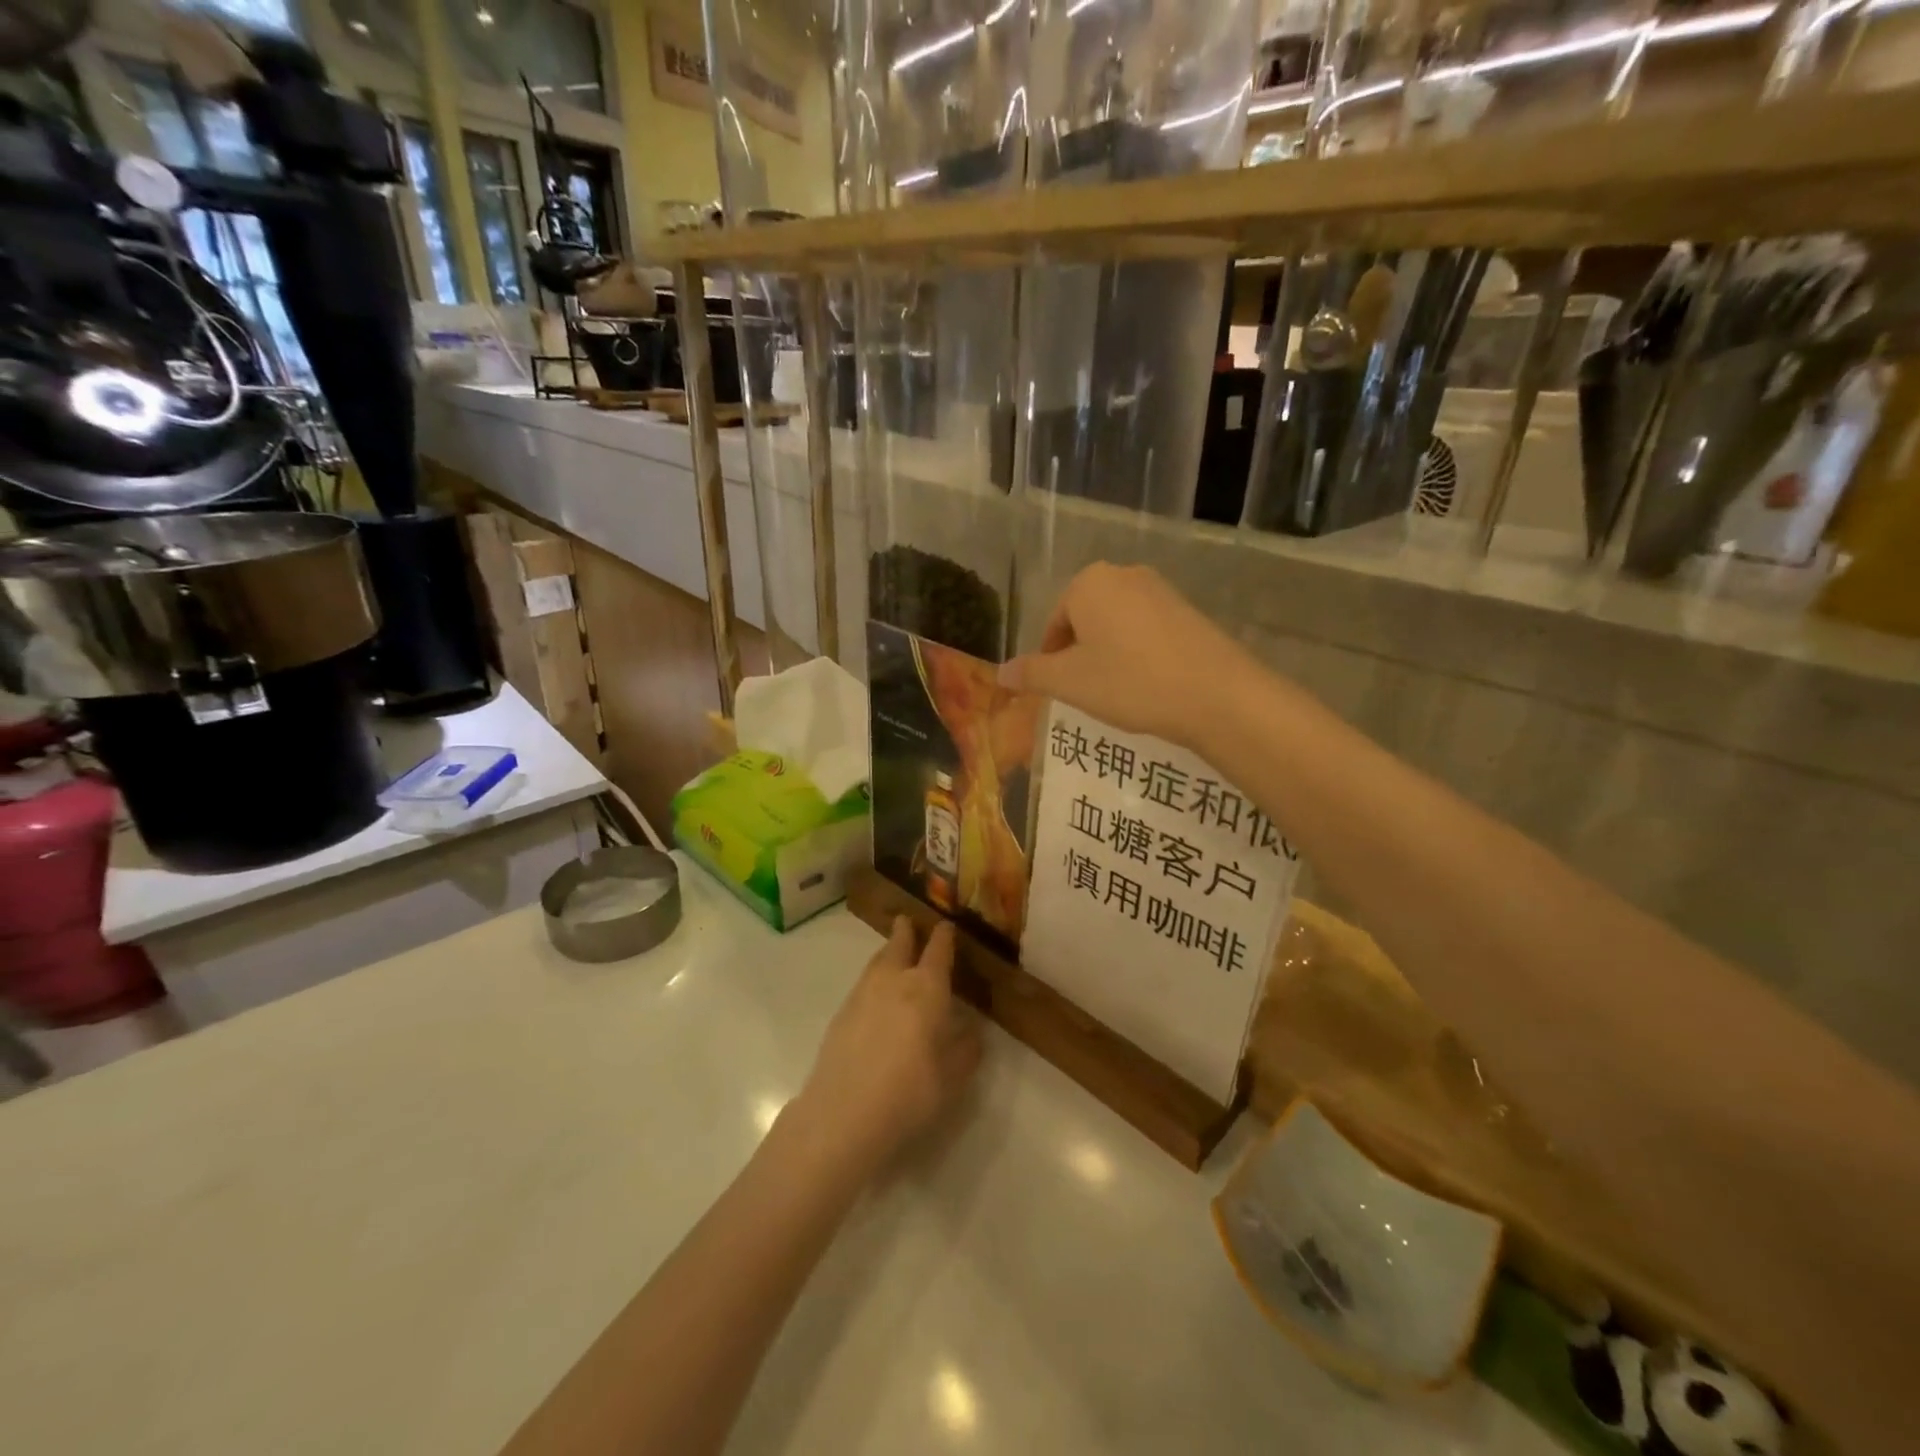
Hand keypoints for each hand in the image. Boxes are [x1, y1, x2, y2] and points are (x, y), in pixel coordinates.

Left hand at [791, 918, 980, 1175]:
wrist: (843, 1113)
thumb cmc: (910, 1092)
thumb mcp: (952, 1077)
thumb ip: (966, 1050)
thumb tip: (972, 1031)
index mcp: (927, 988)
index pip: (938, 950)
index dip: (944, 936)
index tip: (947, 926)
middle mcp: (894, 980)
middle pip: (900, 944)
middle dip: (906, 931)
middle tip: (908, 921)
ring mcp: (862, 994)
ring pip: (878, 961)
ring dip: (888, 951)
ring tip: (893, 951)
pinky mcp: (841, 1014)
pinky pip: (863, 983)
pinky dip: (873, 977)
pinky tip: (876, 993)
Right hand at [997, 563, 1247, 748]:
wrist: (1216, 694)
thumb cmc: (1130, 682)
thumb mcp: (1070, 683)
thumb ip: (1031, 674)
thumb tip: (1000, 672)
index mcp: (1088, 584)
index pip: (1054, 623)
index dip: (1051, 659)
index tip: (1059, 689)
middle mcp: (1124, 575)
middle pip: (1085, 619)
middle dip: (1080, 655)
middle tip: (1086, 692)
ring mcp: (1161, 590)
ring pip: (1116, 625)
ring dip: (1109, 655)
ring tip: (1117, 692)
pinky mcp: (1188, 610)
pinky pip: (1147, 631)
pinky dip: (1138, 654)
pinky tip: (1148, 684)